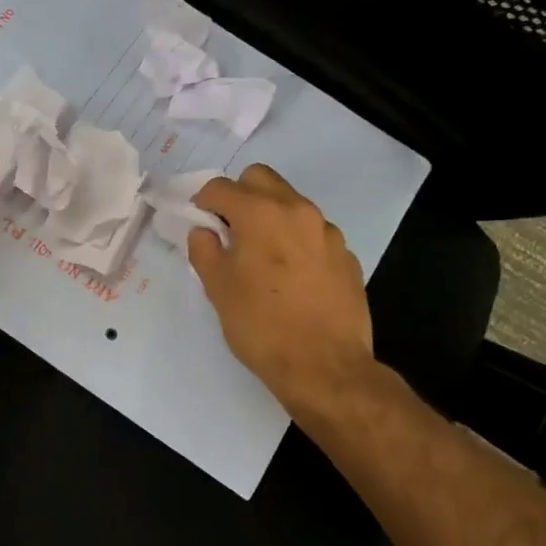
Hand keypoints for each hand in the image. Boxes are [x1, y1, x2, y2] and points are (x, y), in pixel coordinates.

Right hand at [188, 165, 376, 414]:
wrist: (325, 366)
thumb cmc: (261, 325)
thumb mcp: (217, 288)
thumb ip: (204, 249)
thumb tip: (205, 232)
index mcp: (260, 213)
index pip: (221, 187)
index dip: (203, 202)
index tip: (199, 223)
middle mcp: (297, 210)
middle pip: (261, 179)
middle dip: (240, 195)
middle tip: (229, 230)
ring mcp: (327, 232)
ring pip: (291, 203)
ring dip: (270, 216)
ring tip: (262, 257)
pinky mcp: (346, 255)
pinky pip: (313, 233)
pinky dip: (296, 241)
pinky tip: (291, 277)